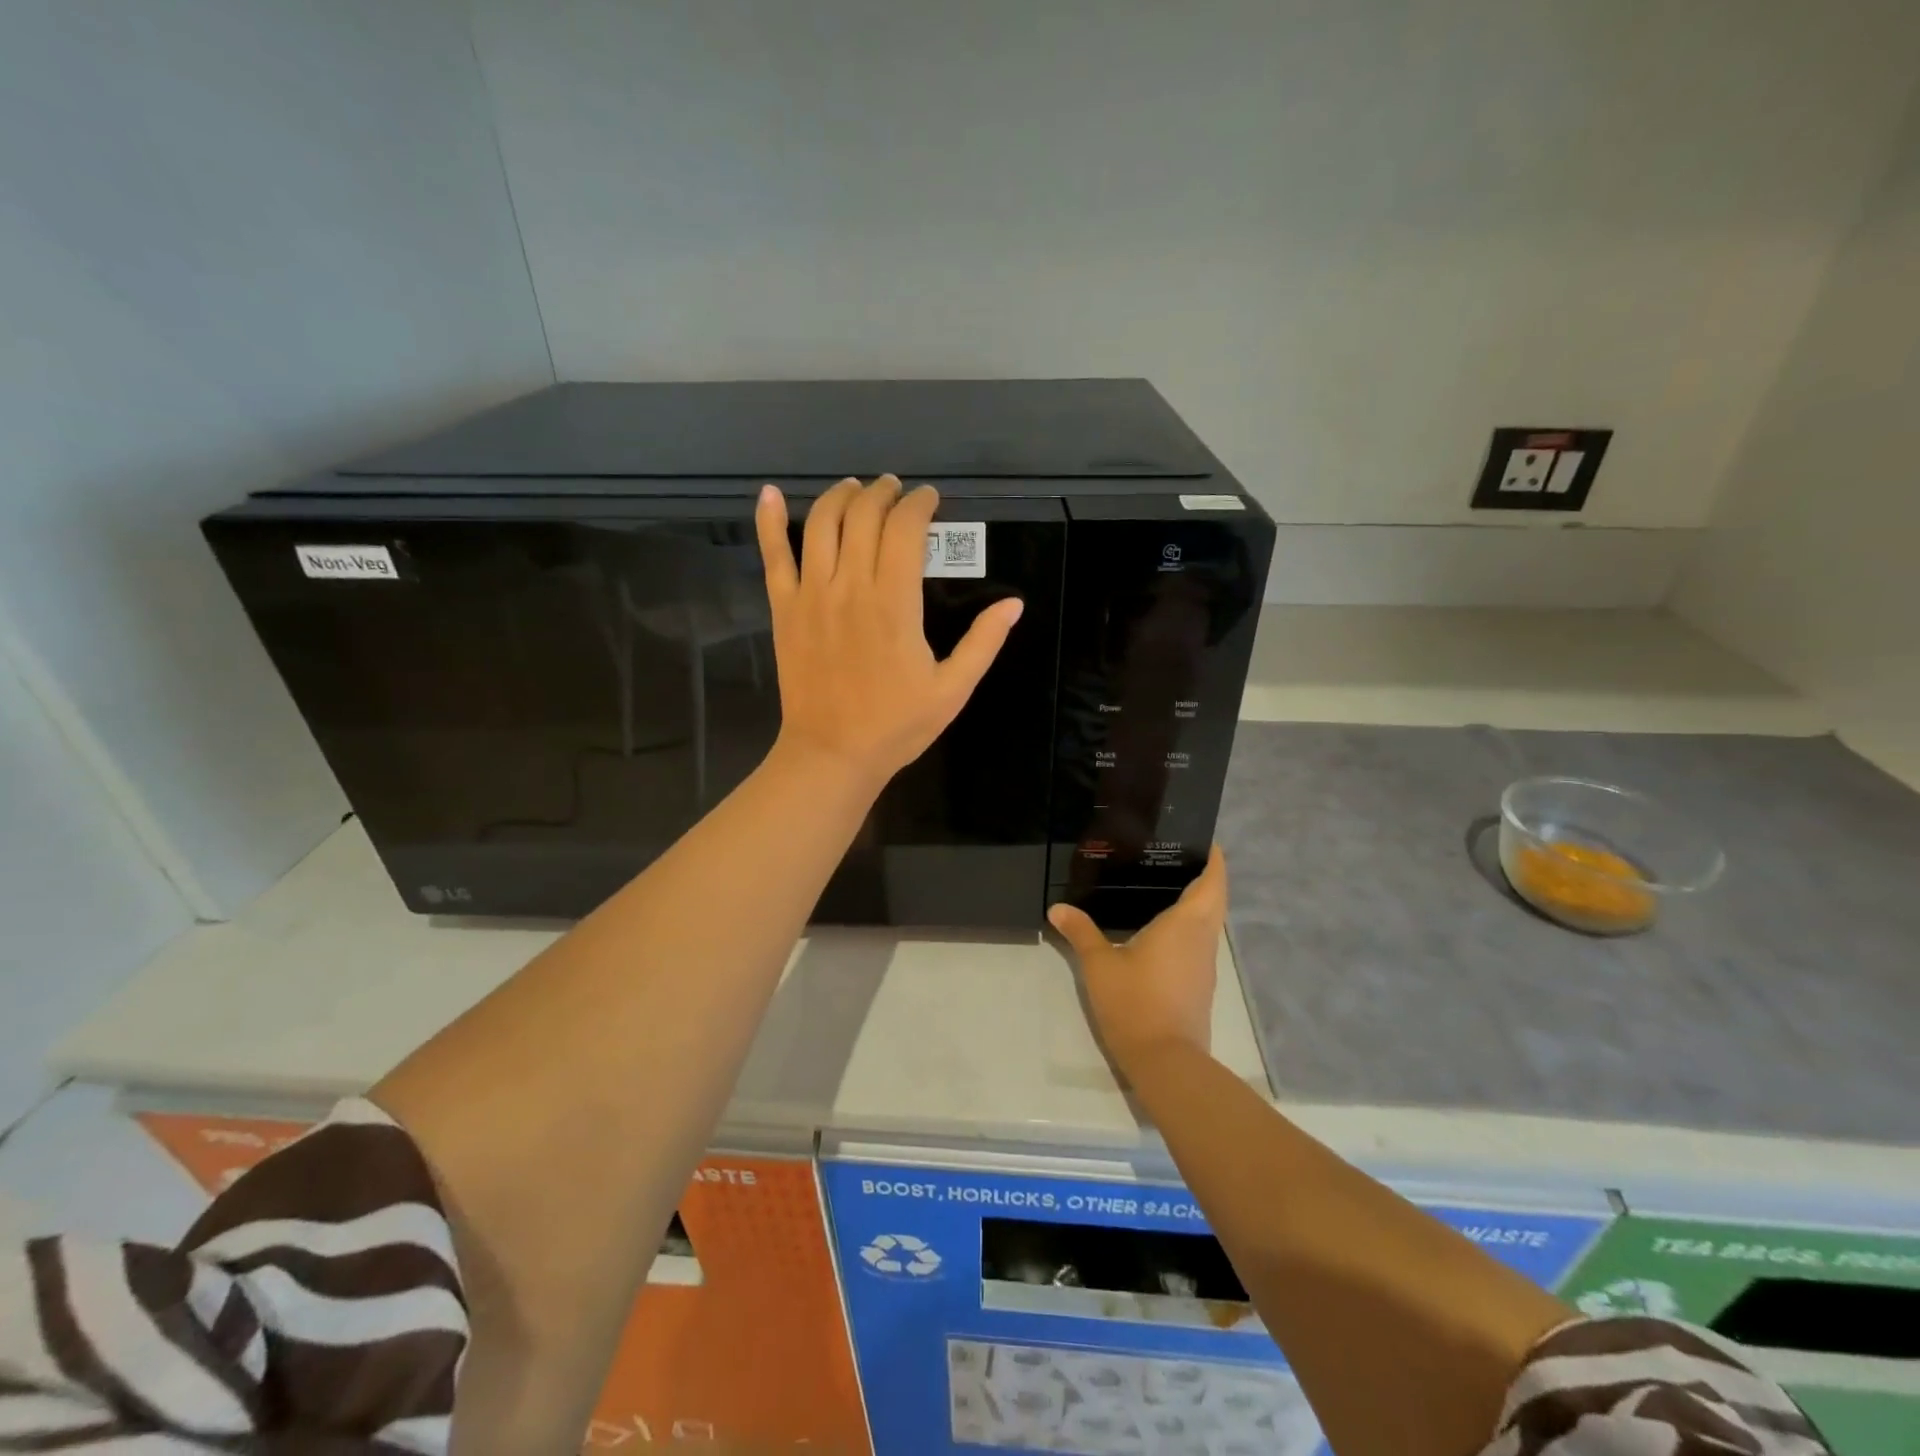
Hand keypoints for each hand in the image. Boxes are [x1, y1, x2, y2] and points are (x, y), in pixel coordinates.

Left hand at [755, 476, 1023, 786]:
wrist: (832, 754)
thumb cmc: (896, 725)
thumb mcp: (952, 690)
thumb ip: (983, 643)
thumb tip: (1014, 604)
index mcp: (895, 604)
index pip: (905, 530)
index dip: (919, 505)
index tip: (929, 499)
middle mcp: (850, 587)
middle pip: (864, 516)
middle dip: (883, 493)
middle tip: (896, 490)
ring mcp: (811, 595)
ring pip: (821, 524)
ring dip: (840, 496)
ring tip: (855, 489)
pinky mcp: (784, 609)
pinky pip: (773, 556)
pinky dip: (768, 521)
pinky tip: (769, 495)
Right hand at [1048, 846, 1227, 1071]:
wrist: (1166, 1061)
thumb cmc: (1135, 1002)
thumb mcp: (1099, 964)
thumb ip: (1080, 932)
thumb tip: (1058, 908)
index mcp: (1186, 924)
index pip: (1212, 881)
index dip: (1213, 859)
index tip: (1202, 839)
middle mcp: (1202, 939)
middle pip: (1214, 899)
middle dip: (1205, 876)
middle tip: (1174, 856)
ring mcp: (1204, 964)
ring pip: (1209, 923)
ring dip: (1198, 902)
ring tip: (1164, 885)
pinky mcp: (1200, 985)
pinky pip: (1199, 942)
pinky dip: (1189, 927)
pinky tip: (1160, 929)